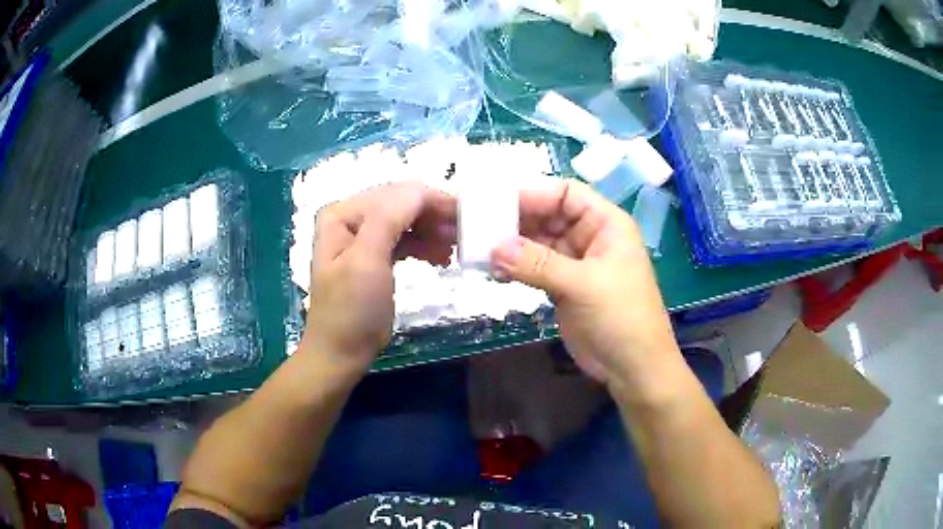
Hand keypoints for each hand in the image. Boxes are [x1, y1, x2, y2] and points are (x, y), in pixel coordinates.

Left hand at [305, 182, 455, 377]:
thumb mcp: (366, 261)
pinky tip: (440, 258)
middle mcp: (351, 218)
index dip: (431, 201)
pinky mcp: (373, 255)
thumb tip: (422, 189)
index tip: (465, 218)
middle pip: (401, 204)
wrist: (342, 352)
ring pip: (406, 221)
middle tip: (463, 235)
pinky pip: (403, 239)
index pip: (395, 194)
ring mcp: (361, 237)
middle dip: (433, 216)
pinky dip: (423, 245)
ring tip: (454, 249)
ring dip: (431, 231)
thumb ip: (389, 217)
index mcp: (343, 212)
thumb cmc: (352, 308)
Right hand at [491, 177, 681, 396]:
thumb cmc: (621, 317)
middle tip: (477, 226)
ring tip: (479, 250)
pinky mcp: (563, 286)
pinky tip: (494, 271)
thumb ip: (538, 263)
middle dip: (515, 220)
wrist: (633, 367)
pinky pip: (534, 268)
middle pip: (548, 216)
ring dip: (511, 246)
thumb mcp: (582, 284)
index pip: (566, 194)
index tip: (496, 202)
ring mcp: (575, 263)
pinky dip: (515, 268)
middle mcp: (589, 237)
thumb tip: (494, 248)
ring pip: (538, 243)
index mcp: (605, 224)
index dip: (533, 194)